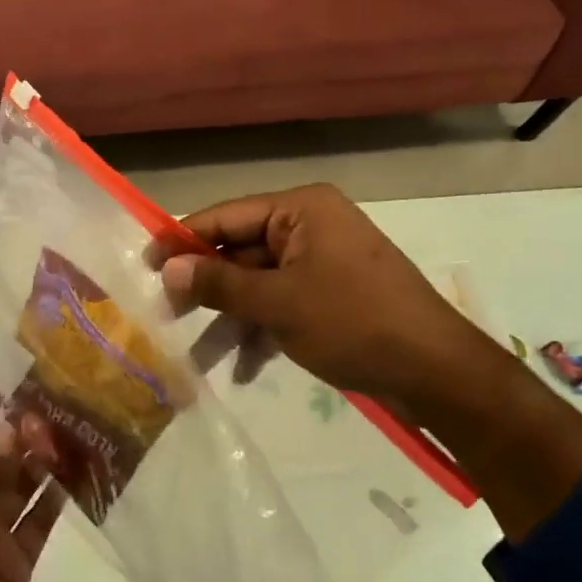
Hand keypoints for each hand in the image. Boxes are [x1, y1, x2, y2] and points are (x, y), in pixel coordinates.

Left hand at [0, 396, 62, 581]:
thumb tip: (12, 426)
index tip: (13, 383)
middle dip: (21, 431)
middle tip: (54, 405)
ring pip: (24, 482)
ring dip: (43, 458)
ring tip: (73, 428)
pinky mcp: (20, 559)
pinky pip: (41, 518)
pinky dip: (59, 496)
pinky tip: (80, 470)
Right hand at [159, 183, 506, 410]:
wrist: (437, 372)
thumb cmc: (353, 322)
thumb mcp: (278, 303)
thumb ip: (218, 283)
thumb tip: (166, 268)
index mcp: (301, 209)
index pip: (227, 215)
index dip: (183, 239)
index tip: (145, 264)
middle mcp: (310, 226)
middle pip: (241, 250)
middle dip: (206, 287)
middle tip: (165, 316)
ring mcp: (322, 261)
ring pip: (259, 282)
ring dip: (231, 318)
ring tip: (196, 357)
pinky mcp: (332, 294)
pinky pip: (283, 302)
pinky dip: (262, 329)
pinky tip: (243, 368)